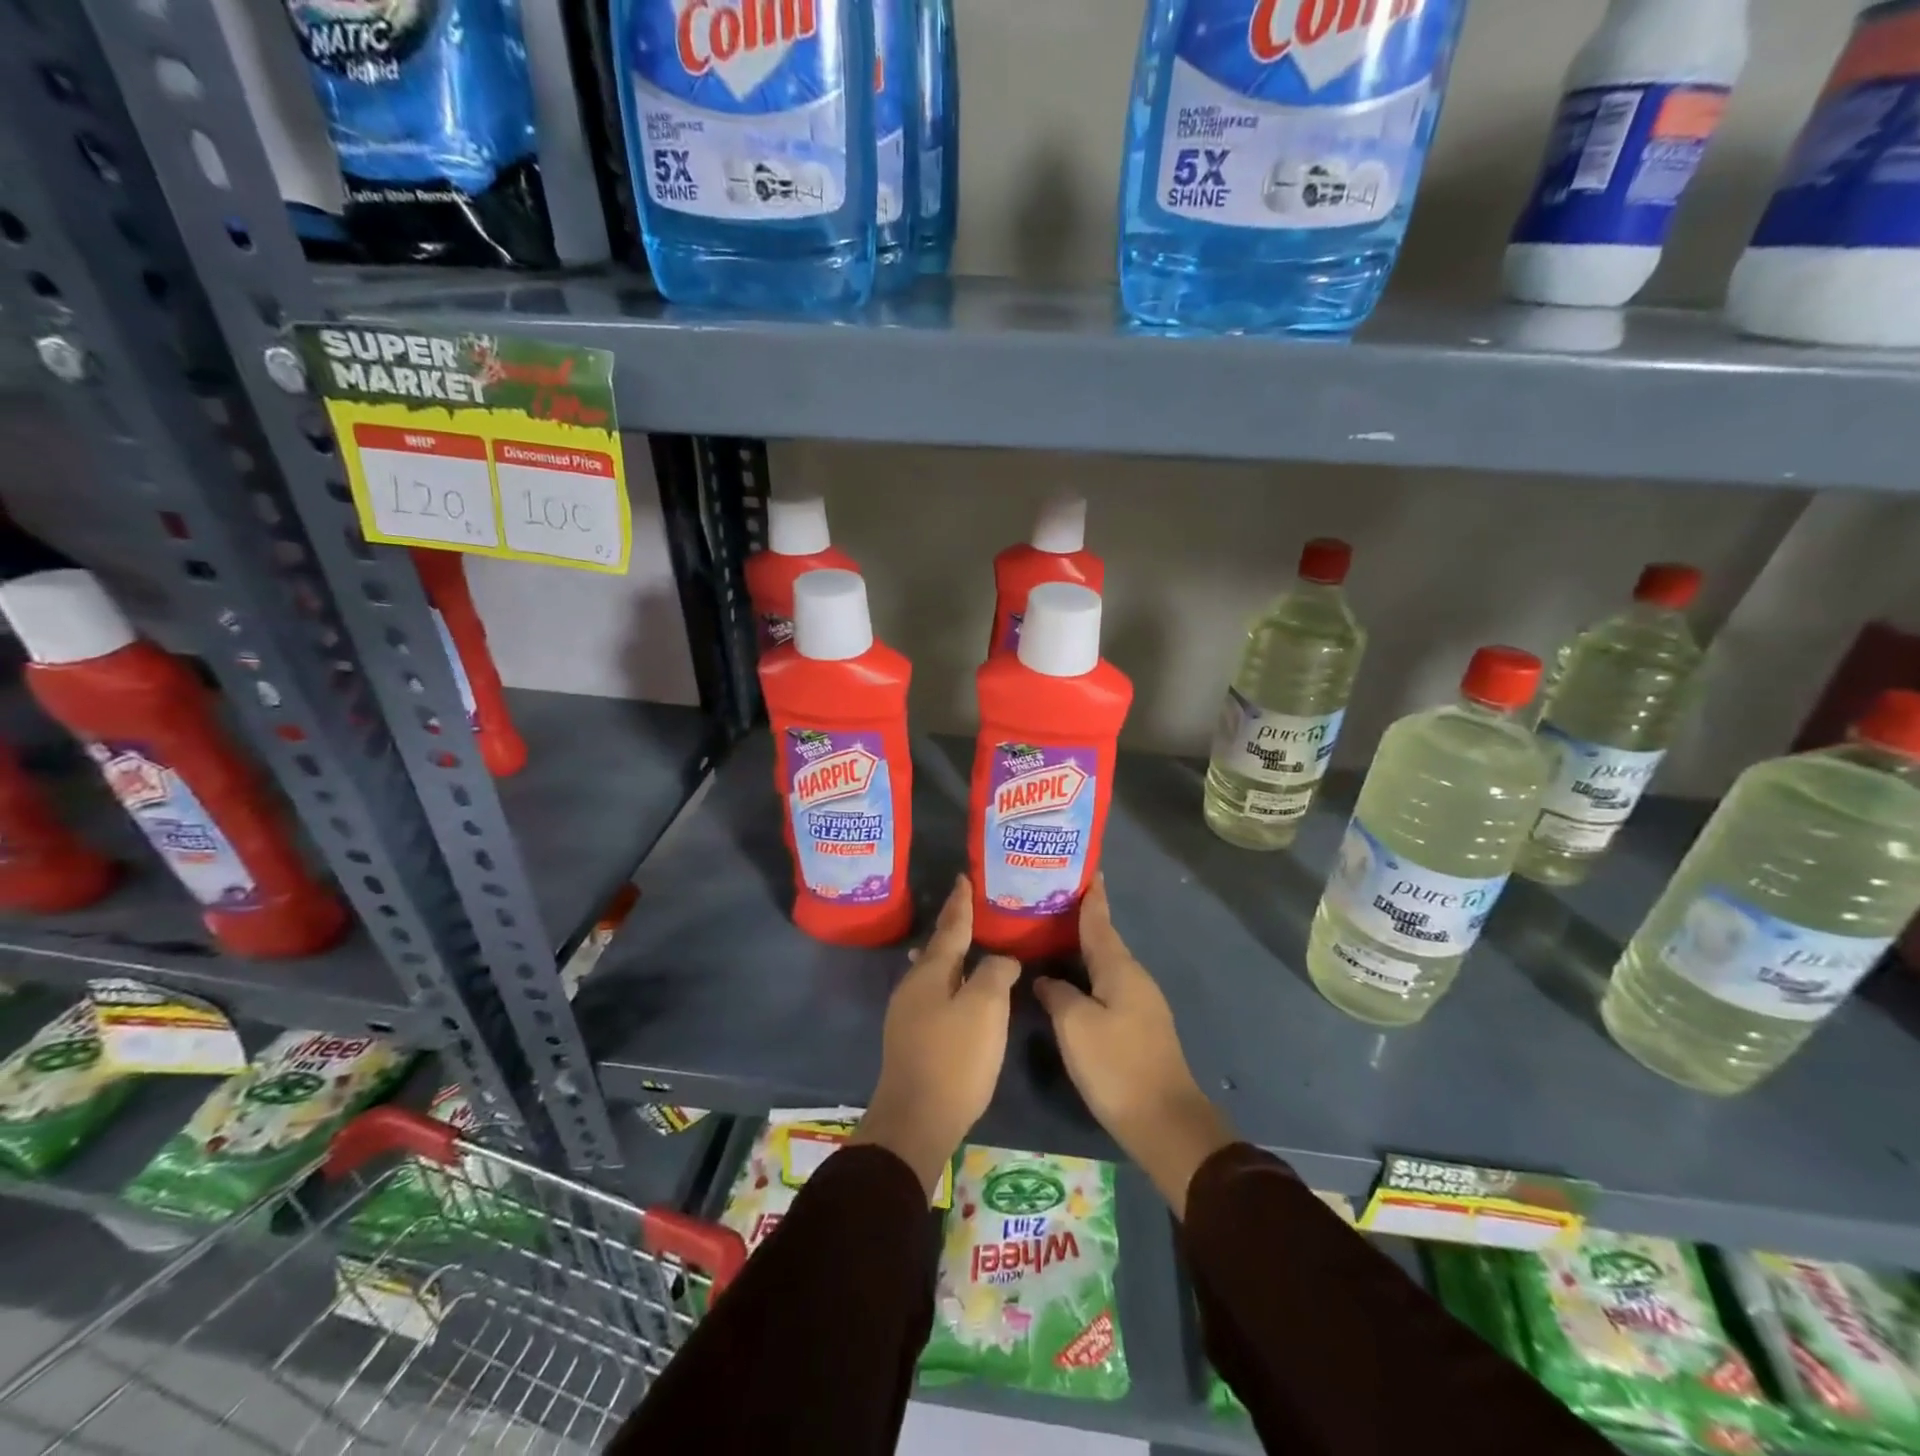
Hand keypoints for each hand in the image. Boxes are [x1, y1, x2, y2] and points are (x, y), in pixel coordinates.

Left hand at [854, 875, 1019, 1195]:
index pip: (951, 927)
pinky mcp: (910, 1037)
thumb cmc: (954, 1058)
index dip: (960, 903)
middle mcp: (913, 985)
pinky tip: (952, 988)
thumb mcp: (985, 1009)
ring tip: (961, 944)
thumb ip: (995, 973)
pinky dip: (947, 980)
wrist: (916, 1120)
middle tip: (970, 908)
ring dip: (949, 955)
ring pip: (932, 971)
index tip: (963, 878)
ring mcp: (907, 1012)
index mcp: (930, 972)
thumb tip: (1001, 959)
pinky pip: (932, 993)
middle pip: (937, 947)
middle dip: (953, 927)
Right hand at [1033, 877, 1234, 1217]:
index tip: (1086, 869)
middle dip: (1079, 919)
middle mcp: (1133, 977)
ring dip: (1081, 949)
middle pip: (1103, 940)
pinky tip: (1068, 980)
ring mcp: (1139, 1003)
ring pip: (1104, 965)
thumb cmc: (1116, 1065)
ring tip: (1050, 936)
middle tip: (1048, 900)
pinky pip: (1106, 986)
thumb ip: (1057, 994)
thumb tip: (1046, 979)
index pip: (1100, 921)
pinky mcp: (1137, 1026)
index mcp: (1120, 968)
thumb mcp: (1075, 1026)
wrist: (1164, 1122)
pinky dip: (1086, 974)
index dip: (1091, 896)